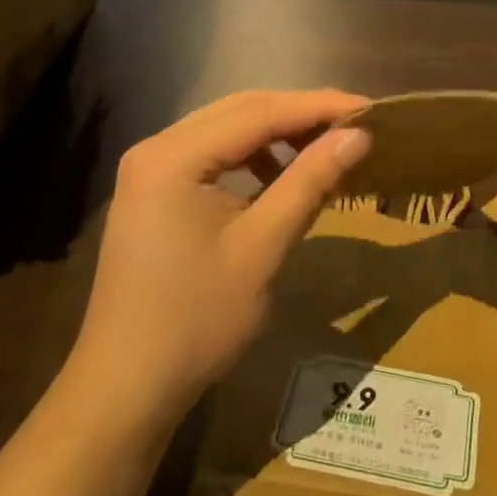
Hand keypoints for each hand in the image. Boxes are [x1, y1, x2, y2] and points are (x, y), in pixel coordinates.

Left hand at [70, 90, 372, 428]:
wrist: (126, 388)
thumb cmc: (196, 319)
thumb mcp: (262, 248)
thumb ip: (309, 182)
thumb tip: (358, 135)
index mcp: (174, 155)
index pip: (258, 112)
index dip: (318, 107)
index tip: (370, 108)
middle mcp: (156, 147)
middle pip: (239, 111)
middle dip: (299, 113)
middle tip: (354, 121)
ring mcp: (149, 170)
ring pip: (225, 130)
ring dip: (275, 132)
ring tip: (323, 145)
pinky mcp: (153, 193)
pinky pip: (210, 155)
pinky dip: (250, 157)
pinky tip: (278, 176)